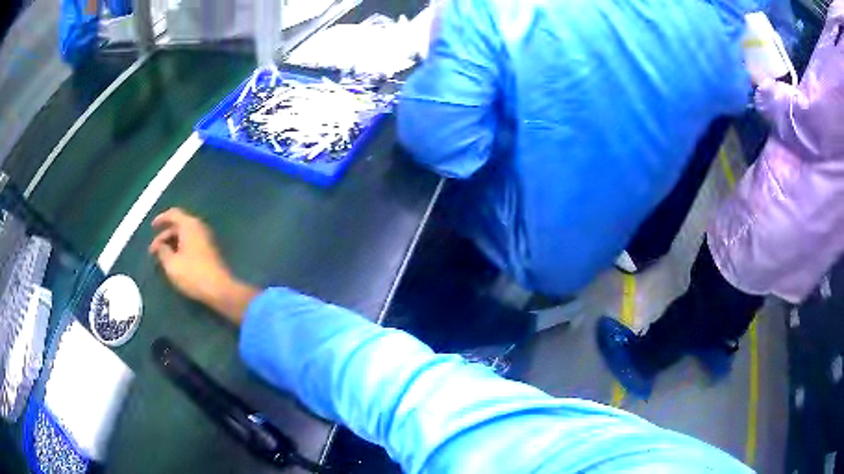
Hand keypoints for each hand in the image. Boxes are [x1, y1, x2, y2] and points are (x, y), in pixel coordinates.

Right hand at [149, 208, 256, 323]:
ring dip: (171, 244)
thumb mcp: (171, 264)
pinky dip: (180, 249)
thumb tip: (160, 245)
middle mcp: (199, 227)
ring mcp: (206, 239)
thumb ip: (162, 251)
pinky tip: (174, 262)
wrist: (220, 289)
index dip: (161, 219)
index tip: (152, 227)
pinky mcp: (209, 251)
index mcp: (189, 225)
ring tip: (161, 258)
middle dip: (164, 237)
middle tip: (153, 251)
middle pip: (178, 226)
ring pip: (184, 236)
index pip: (173, 214)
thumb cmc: (192, 274)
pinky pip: (191, 244)